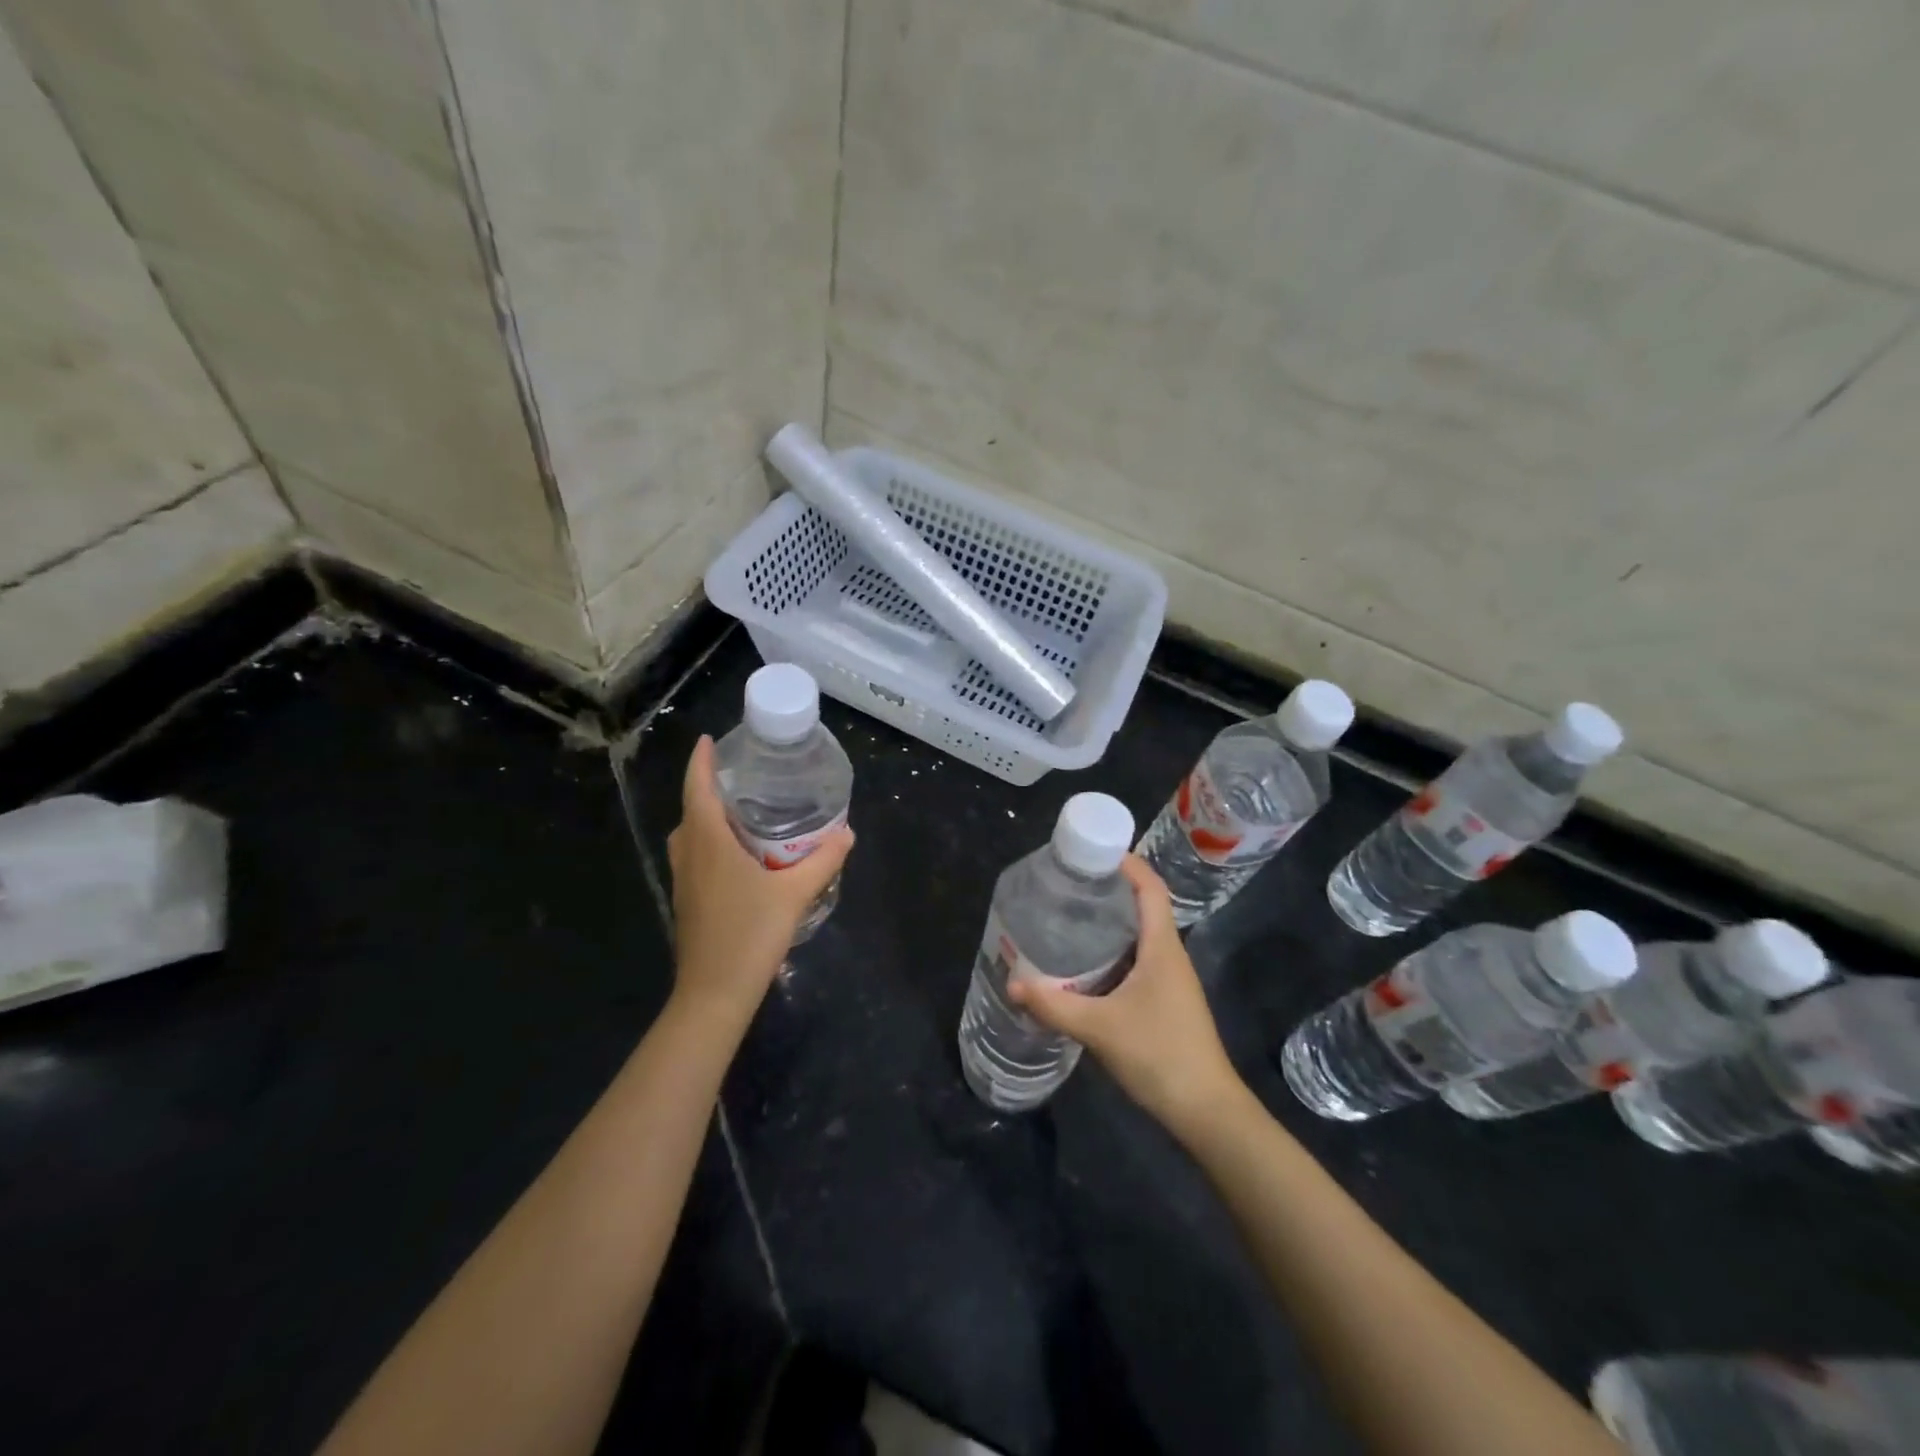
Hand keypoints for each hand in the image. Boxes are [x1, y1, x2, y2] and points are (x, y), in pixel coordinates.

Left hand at [666, 736, 853, 1024]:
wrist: (714, 993)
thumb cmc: (750, 935)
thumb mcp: (794, 894)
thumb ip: (822, 861)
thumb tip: (847, 833)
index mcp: (708, 842)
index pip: (697, 789)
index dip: (701, 762)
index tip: (710, 740)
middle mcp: (689, 854)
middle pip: (692, 809)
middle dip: (709, 787)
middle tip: (742, 775)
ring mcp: (684, 880)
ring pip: (691, 835)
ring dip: (708, 816)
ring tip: (743, 810)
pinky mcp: (688, 901)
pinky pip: (696, 856)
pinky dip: (711, 841)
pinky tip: (741, 854)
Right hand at [1008, 855, 1242, 1136]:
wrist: (1206, 1110)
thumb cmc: (1160, 1054)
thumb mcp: (1099, 1028)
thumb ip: (1054, 1005)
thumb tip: (1012, 983)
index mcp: (1162, 947)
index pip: (1151, 888)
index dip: (1128, 863)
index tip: (1094, 850)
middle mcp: (1170, 956)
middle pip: (1144, 907)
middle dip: (1110, 890)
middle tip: (1069, 884)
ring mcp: (1171, 981)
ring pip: (1140, 937)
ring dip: (1111, 923)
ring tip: (1070, 917)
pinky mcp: (1165, 1002)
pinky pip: (1138, 962)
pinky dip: (1113, 953)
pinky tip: (1085, 966)